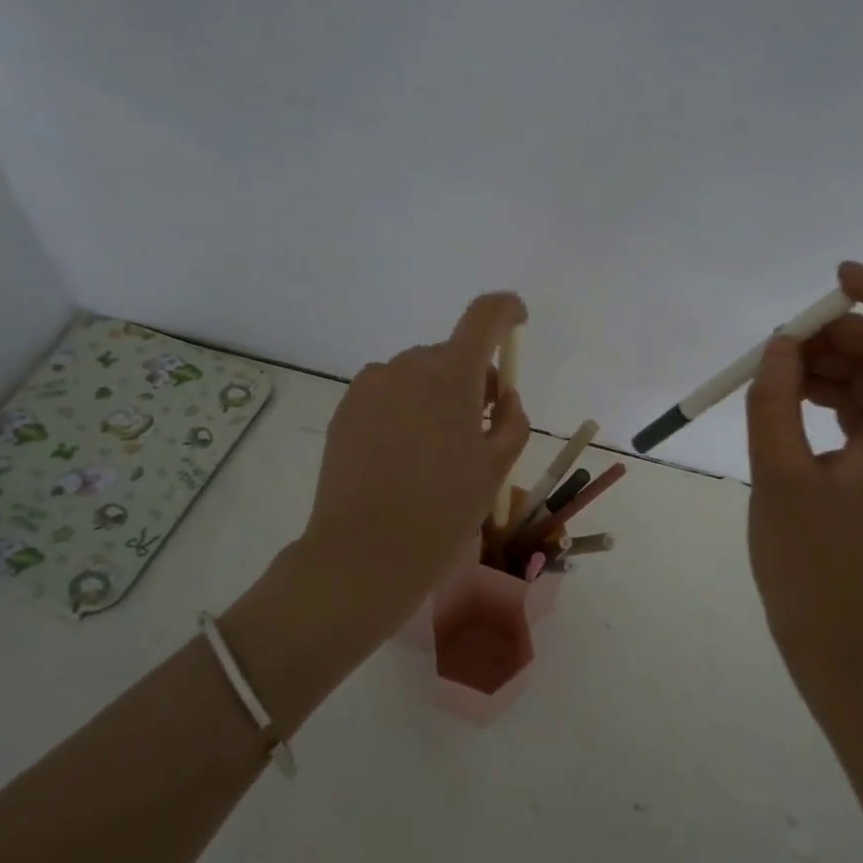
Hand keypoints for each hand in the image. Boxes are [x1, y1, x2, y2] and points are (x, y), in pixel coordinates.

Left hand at [302, 292, 530, 640]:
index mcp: (452, 375)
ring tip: (433, 452)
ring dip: (434, 395)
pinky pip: (387, 393)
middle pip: (451, 354)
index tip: (517, 322)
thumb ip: (512, 420)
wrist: (365, 552)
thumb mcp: (497, 469)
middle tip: (477, 430)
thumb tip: (502, 398)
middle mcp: (407, 366)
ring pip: (417, 375)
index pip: (484, 316)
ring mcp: (371, 385)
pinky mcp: (346, 408)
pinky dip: (403, 409)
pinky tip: (400, 456)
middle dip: (471, 380)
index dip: (506, 310)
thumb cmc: (443, 511)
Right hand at [745, 262, 862, 697]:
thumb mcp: (779, 478)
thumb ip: (775, 403)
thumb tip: (781, 344)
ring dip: (829, 365)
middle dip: (840, 334)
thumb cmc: (811, 567)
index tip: (837, 277)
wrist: (842, 644)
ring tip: (773, 375)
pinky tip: (789, 401)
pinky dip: (829, 395)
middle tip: (779, 344)